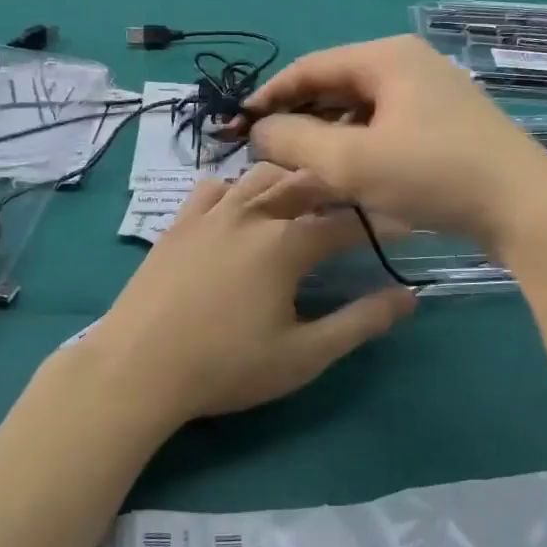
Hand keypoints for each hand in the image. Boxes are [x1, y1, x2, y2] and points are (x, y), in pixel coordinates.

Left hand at [88, 164, 413, 423]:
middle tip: (353, 205)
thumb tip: (409, 296)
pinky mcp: (179, 222)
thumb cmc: (226, 367)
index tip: (401, 224)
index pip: (345, 223)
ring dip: (288, 182)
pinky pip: (214, 188)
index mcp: (286, 244)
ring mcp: (211, 213)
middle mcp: (252, 214)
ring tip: (302, 201)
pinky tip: (239, 209)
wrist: (136, 369)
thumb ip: (359, 323)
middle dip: (335, 190)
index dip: (377, 223)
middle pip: (304, 184)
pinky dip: (237, 190)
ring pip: (260, 177)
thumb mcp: (303, 355)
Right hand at [246, 36, 546, 253]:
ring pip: (360, 109)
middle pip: (335, 85)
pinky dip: (359, 145)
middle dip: (299, 119)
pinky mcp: (446, 121)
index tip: (237, 127)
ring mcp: (432, 91)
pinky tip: (348, 175)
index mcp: (386, 56)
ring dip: (328, 136)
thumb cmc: (435, 175)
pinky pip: (386, 124)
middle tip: (268, 154)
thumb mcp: (352, 162)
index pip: (309, 67)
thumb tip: (259, 130)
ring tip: (302, 170)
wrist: (525, 207)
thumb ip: (294, 142)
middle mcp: (409, 63)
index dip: (269, 97)